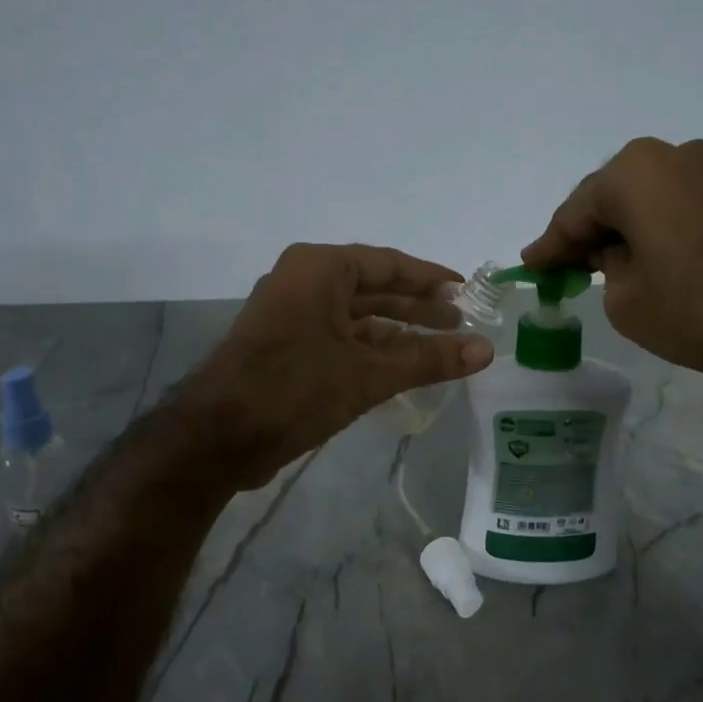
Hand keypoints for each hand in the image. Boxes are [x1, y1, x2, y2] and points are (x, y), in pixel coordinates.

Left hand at [176, 244, 494, 488]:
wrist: (216, 437)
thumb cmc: (294, 389)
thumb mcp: (368, 373)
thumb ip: (428, 358)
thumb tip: (486, 349)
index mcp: (320, 268)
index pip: (389, 264)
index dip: (432, 278)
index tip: (468, 291)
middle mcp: (304, 280)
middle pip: (375, 288)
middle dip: (419, 307)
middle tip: (462, 322)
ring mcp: (292, 313)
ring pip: (358, 316)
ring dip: (398, 331)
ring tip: (442, 346)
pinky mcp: (287, 345)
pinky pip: (340, 337)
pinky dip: (372, 349)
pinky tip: (404, 367)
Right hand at [522, 138, 702, 389]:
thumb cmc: (700, 307)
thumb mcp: (627, 299)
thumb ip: (605, 268)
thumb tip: (614, 254)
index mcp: (634, 172)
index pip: (575, 212)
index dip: (550, 245)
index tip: (530, 266)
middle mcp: (672, 155)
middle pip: (611, 197)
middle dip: (587, 233)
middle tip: (564, 268)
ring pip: (646, 200)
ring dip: (624, 231)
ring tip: (604, 266)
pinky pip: (678, 206)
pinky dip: (656, 230)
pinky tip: (646, 257)